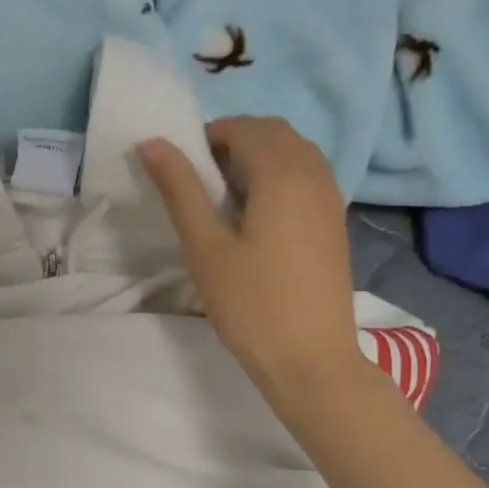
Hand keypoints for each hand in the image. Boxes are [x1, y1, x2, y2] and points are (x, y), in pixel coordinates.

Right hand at [138, 117, 364, 403]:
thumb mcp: (205, 247)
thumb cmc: (252, 304)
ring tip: (227, 199)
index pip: (245, 128)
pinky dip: (280, 179)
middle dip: (236, 142)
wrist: (311, 359)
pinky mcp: (335, 224)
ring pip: (295, 154)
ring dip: (260, 159)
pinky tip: (257, 219)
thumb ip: (180, 190)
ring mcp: (331, 200)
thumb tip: (153, 143)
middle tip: (202, 181)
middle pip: (275, 134)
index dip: (209, 136)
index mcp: (283, 174)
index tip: (183, 168)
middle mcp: (315, 175)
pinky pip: (308, 178)